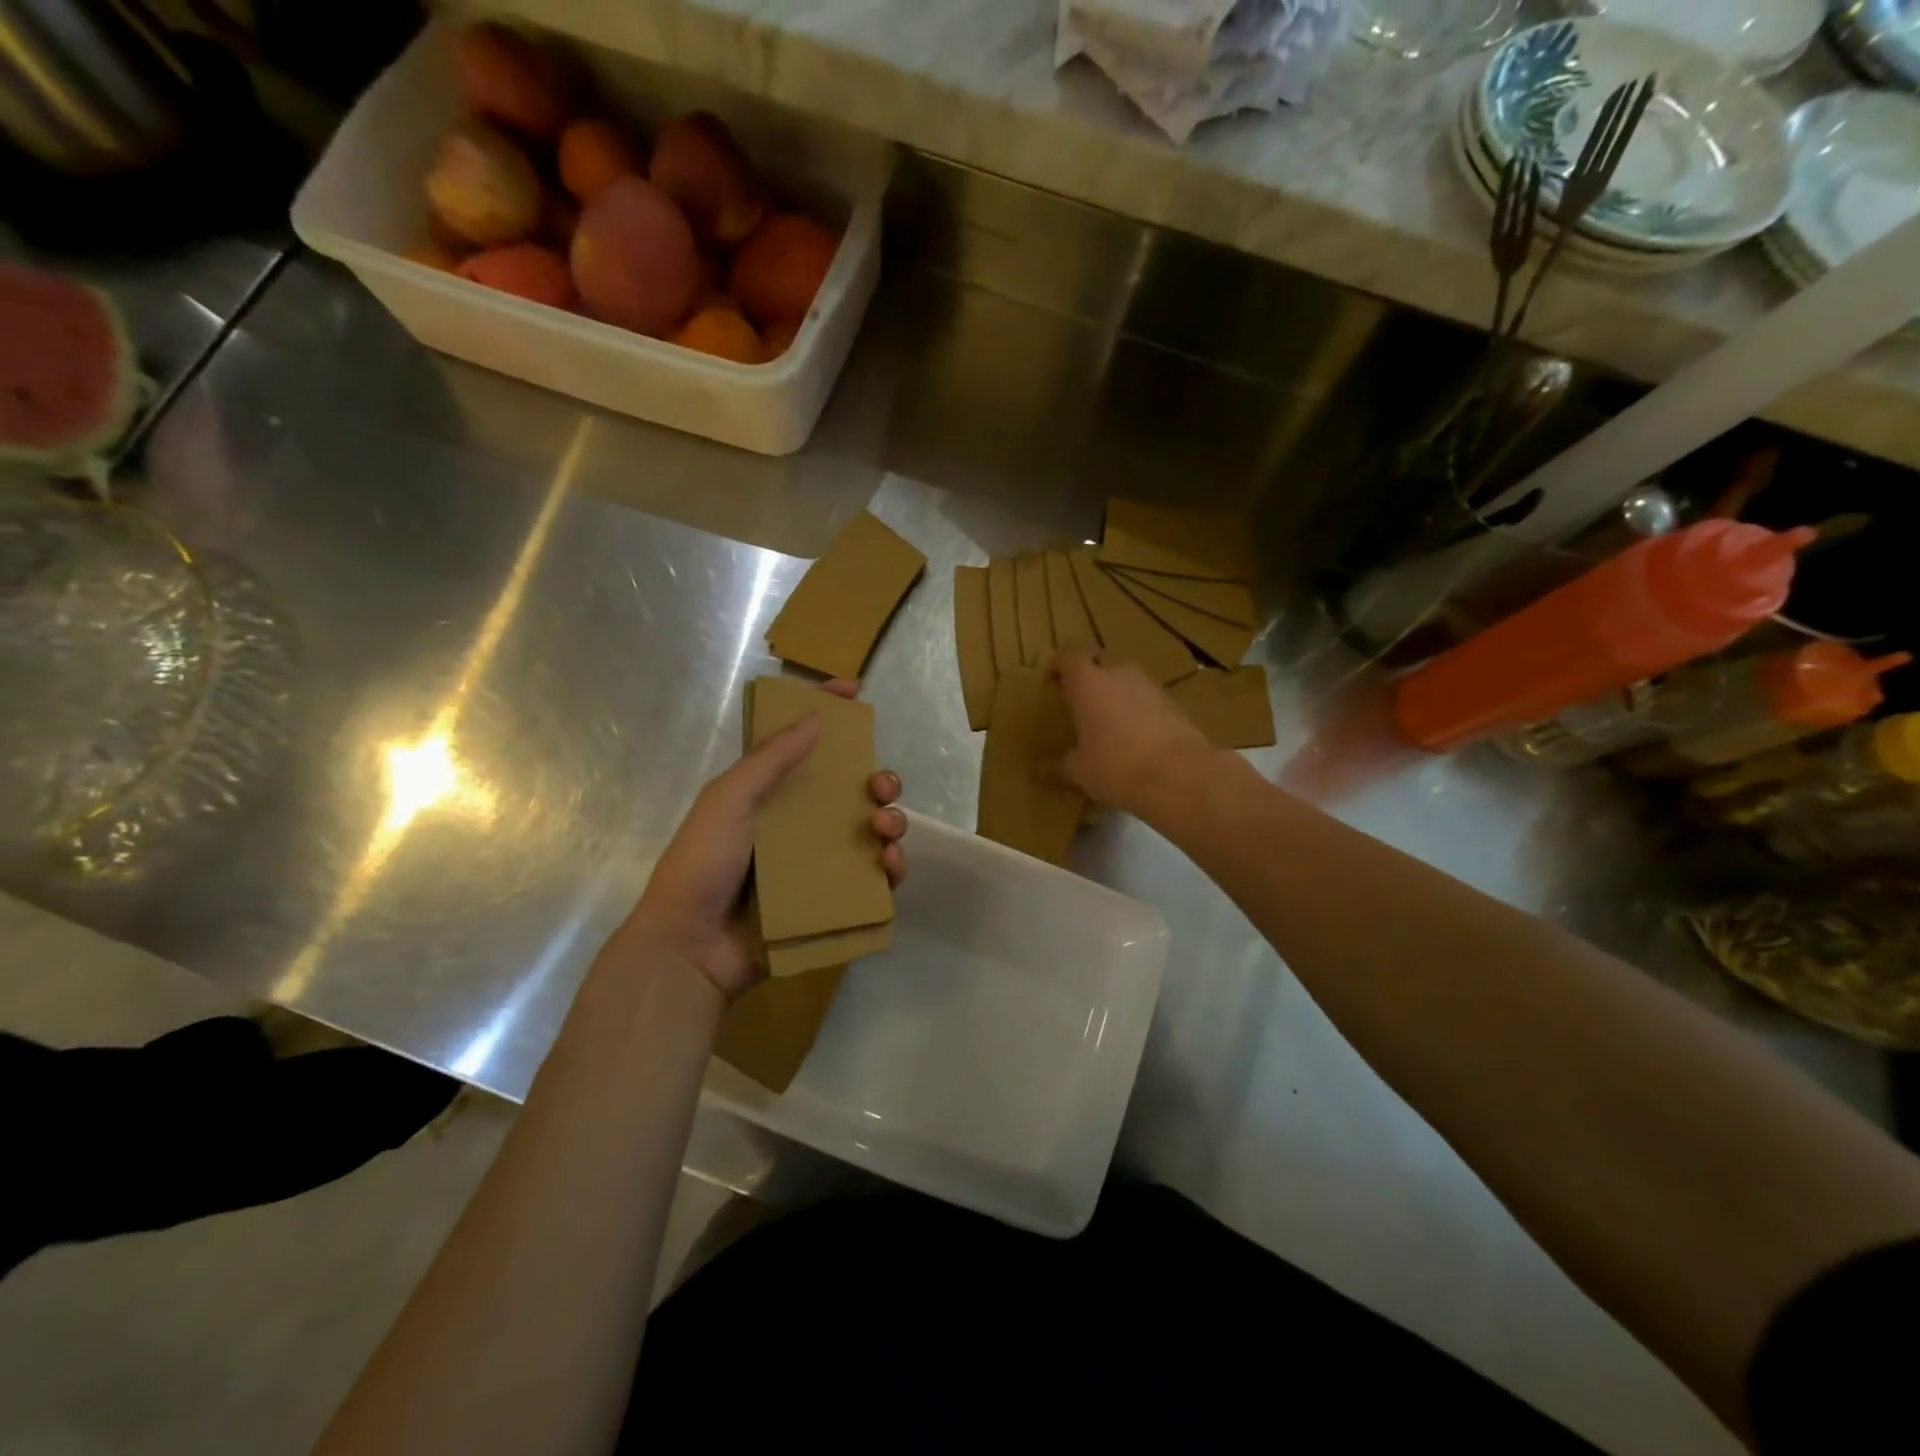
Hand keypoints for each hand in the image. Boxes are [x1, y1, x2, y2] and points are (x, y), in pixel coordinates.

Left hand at [615, 679, 906, 1000]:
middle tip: (880, 787)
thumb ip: (770, 760)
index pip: (803, 744)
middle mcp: (797, 824)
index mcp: (769, 795)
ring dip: (890, 822)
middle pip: (851, 791)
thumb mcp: (728, 800)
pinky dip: (890, 869)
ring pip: (870, 832)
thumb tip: (815, 718)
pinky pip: (872, 879)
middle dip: (877, 781)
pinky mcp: (830, 901)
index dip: (828, 713)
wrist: (690, 948)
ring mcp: (816, 864)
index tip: (854, 691)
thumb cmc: (702, 864)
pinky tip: (890, 866)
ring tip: (884, 829)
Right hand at [1053, 649, 1214, 815]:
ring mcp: (1151, 686)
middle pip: (1101, 663)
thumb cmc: (1115, 767)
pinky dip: (1140, 712)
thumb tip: (1039, 773)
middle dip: (1091, 679)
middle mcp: (1119, 674)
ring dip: (1117, 696)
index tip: (1053, 682)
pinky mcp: (1175, 703)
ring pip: (1127, 682)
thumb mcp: (1079, 771)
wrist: (1179, 776)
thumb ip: (1059, 767)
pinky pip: (1149, 700)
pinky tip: (1138, 740)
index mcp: (1088, 683)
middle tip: (1082, 706)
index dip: (1059, 665)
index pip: (1069, 656)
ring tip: (1110, 726)